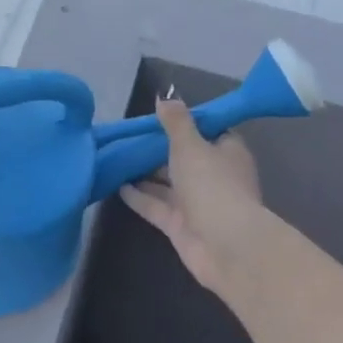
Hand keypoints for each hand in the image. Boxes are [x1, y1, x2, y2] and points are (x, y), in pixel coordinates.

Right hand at [120, 96, 267, 301]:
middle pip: (185, 158)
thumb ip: (175, 122)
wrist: (225, 245)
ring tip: (117, 158)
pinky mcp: (180, 225)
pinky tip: (116, 185)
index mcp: (226, 152)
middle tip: (130, 136)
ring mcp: (198, 203)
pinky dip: (139, 196)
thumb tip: (165, 96)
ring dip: (146, 173)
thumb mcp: (190, 144)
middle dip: (160, 149)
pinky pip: (156, 205)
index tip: (160, 116)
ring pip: (168, 183)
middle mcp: (214, 176)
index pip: (208, 131)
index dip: (186, 123)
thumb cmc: (212, 184)